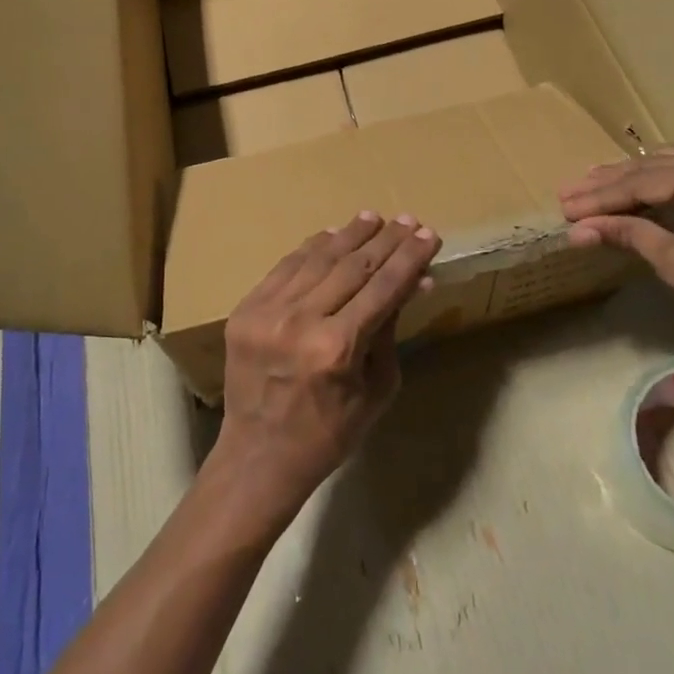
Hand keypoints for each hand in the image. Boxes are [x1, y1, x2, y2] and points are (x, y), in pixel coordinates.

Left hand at [207, 211, 439, 524]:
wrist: (259, 455)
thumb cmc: (330, 433)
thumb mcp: (376, 389)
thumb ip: (391, 331)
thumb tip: (414, 282)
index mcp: (337, 348)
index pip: (383, 288)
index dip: (409, 259)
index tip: (429, 235)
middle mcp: (300, 321)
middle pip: (352, 266)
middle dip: (385, 241)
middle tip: (408, 221)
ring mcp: (266, 312)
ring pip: (317, 259)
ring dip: (349, 235)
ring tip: (373, 219)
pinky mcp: (245, 310)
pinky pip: (285, 267)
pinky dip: (311, 249)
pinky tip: (331, 236)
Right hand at [560, 149, 673, 372]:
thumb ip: (631, 235)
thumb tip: (579, 229)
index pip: (648, 180)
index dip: (603, 196)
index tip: (566, 205)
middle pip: (662, 166)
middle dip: (613, 183)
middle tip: (570, 192)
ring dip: (637, 178)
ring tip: (593, 184)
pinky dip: (668, 183)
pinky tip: (640, 187)